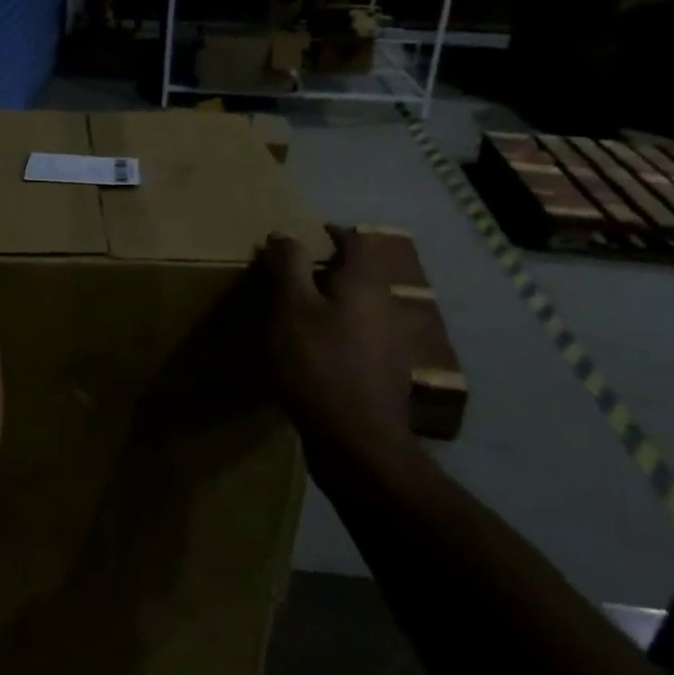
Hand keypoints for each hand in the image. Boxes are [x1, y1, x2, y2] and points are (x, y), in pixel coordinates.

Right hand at [260, 228, 415, 456]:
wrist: (357, 441)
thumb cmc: (319, 365)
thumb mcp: (292, 309)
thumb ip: (289, 267)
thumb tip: (285, 233)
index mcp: (365, 285)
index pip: (358, 241)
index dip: (334, 232)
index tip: (310, 233)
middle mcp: (385, 307)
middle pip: (362, 274)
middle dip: (330, 268)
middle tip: (294, 272)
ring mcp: (389, 343)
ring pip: (360, 307)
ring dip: (333, 301)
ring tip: (297, 311)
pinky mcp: (382, 373)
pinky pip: (359, 337)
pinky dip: (337, 331)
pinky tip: (313, 351)